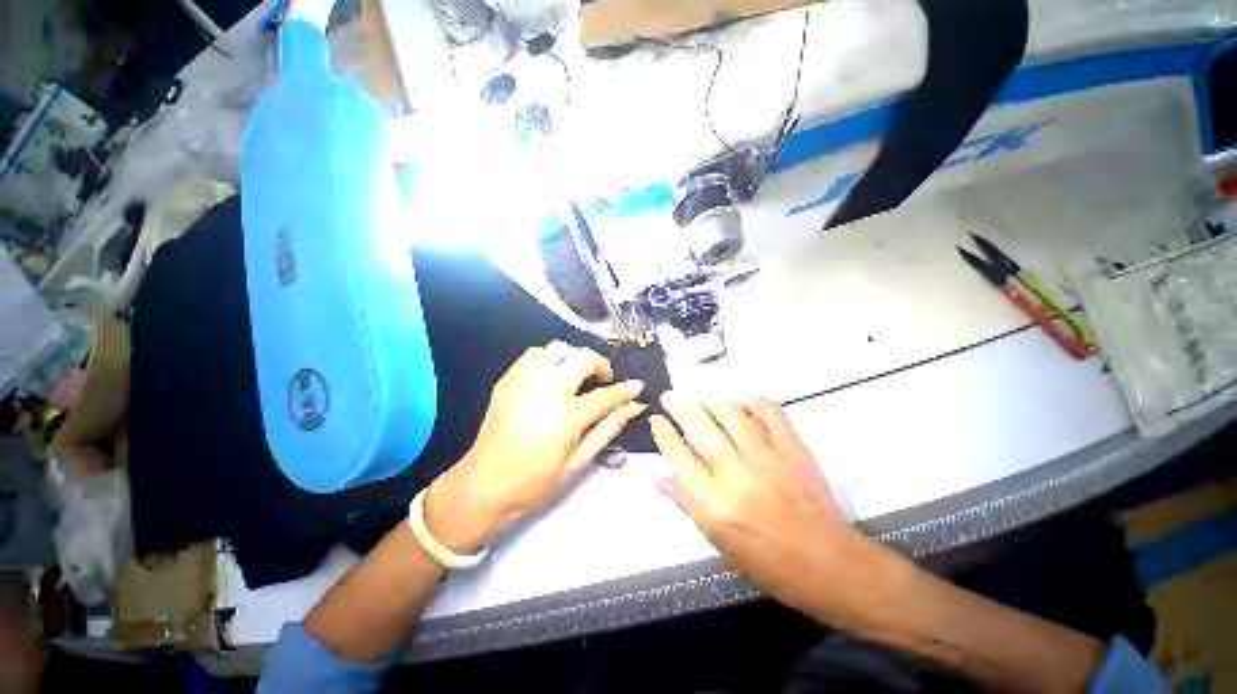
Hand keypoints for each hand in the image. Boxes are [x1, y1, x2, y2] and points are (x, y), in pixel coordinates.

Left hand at [426, 341, 646, 551]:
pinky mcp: (508, 379)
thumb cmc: (535, 481)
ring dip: (574, 357)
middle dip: (600, 364)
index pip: (606, 394)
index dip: (626, 389)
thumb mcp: (578, 461)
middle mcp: (546, 388)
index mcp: (566, 414)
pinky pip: (534, 354)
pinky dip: (549, 358)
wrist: (483, 485)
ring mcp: (524, 380)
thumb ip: (608, 428)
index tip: (637, 386)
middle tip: (603, 378)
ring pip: (558, 348)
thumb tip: (634, 407)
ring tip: (577, 375)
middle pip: (583, 358)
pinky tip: (552, 376)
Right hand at [650, 394, 879, 616]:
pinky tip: (745, 405)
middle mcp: (736, 475)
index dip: (664, 434)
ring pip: (730, 414)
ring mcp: (767, 458)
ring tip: (702, 402)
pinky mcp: (793, 449)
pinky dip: (754, 404)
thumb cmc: (769, 564)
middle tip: (670, 397)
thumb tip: (658, 478)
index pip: (679, 457)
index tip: (656, 420)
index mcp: (714, 505)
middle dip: (679, 407)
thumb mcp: (720, 542)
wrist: (831, 566)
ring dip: (711, 403)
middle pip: (700, 428)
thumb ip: (687, 504)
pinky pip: (770, 413)